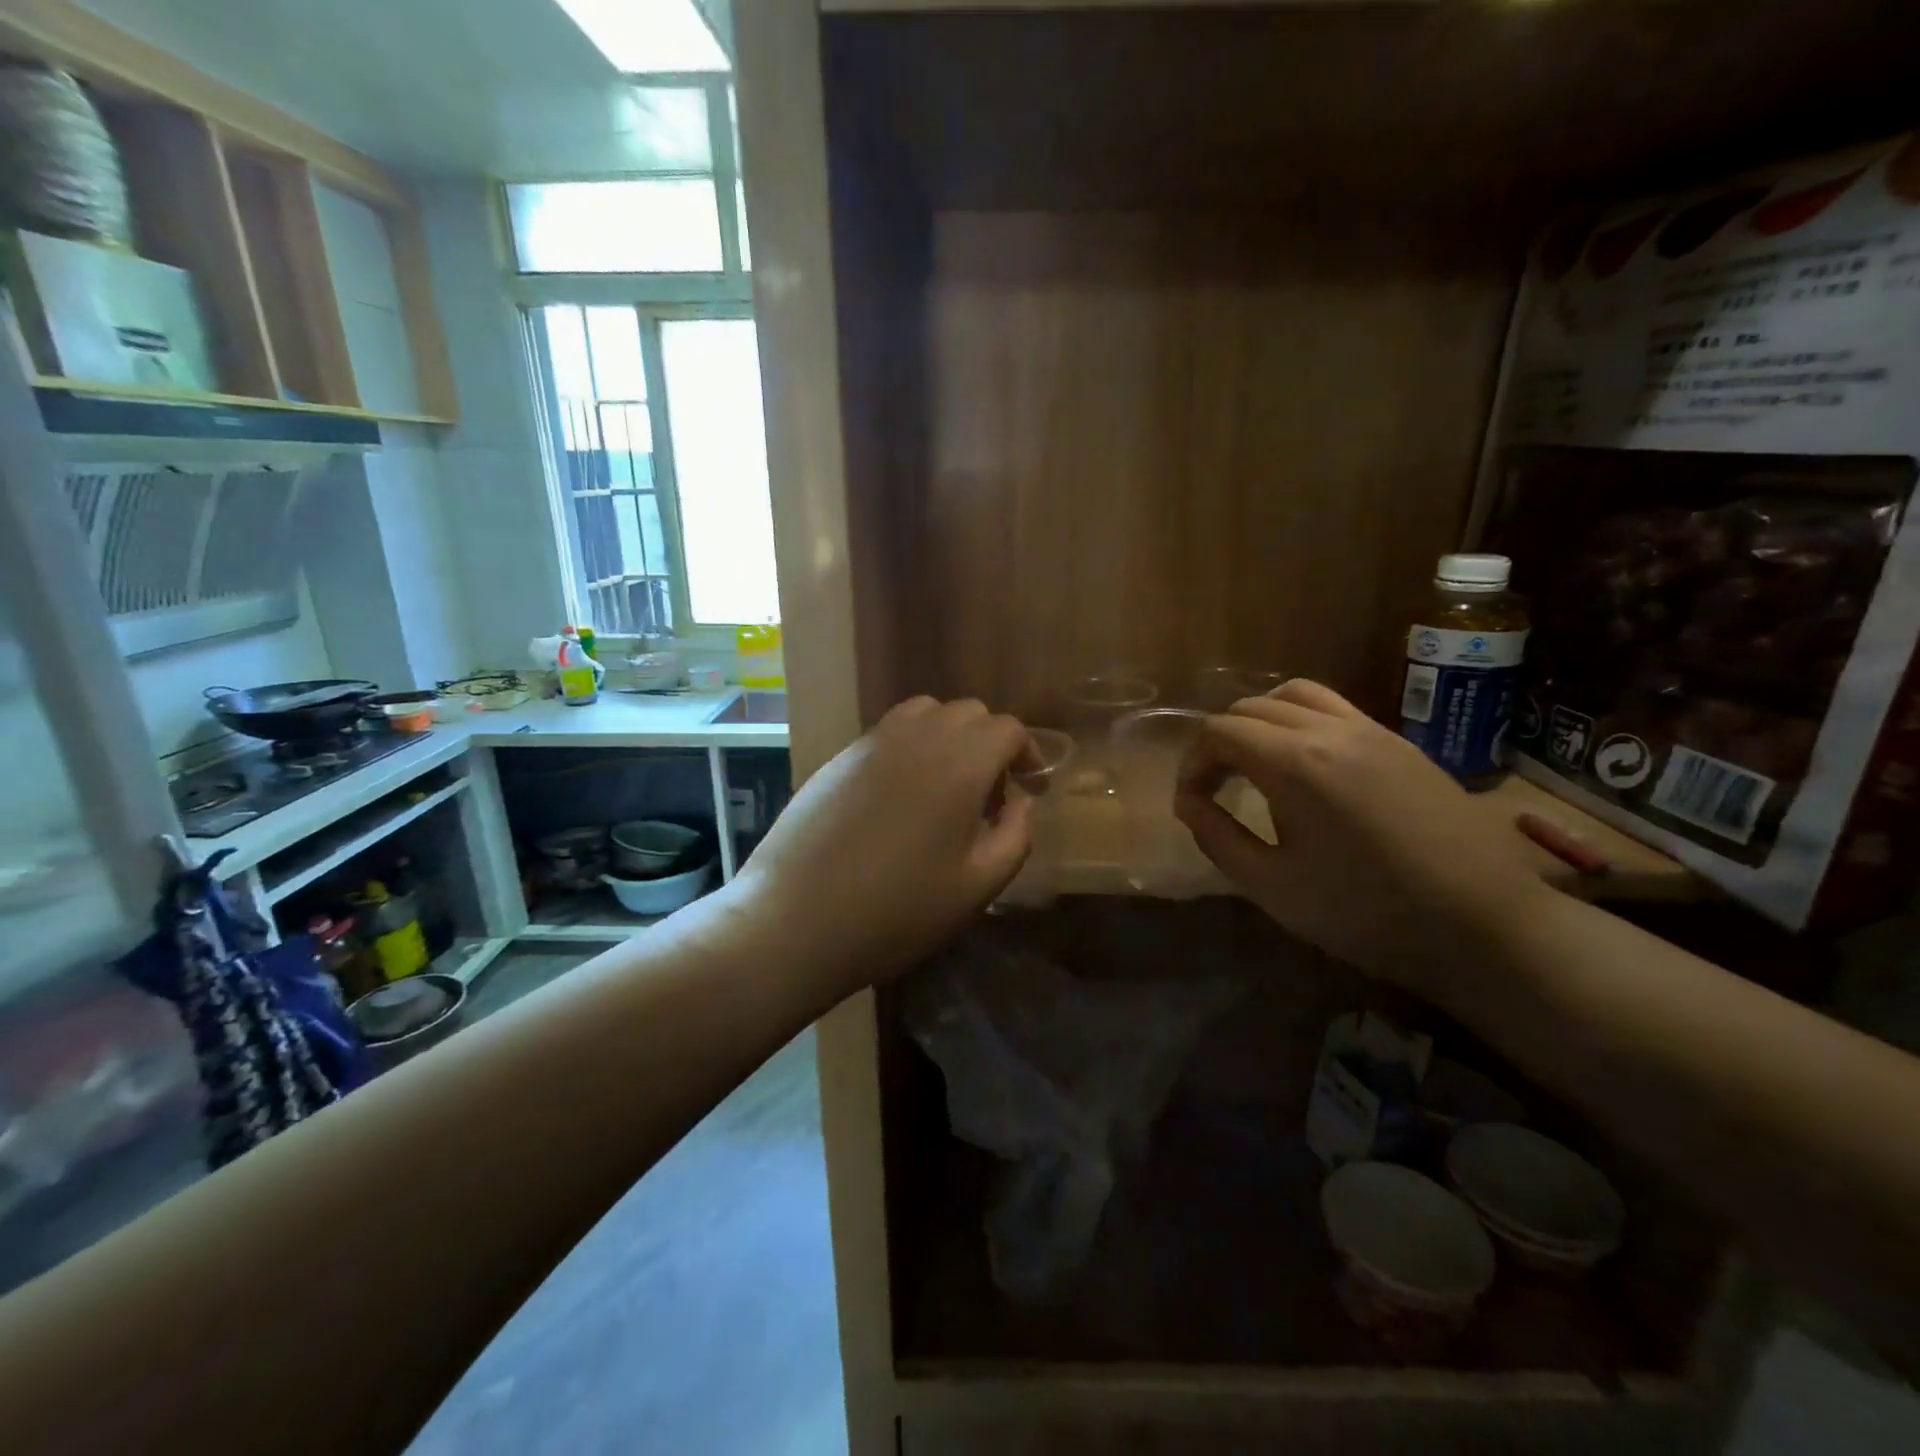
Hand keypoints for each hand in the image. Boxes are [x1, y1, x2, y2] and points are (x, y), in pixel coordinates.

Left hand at [730, 697, 1040, 994]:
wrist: (794, 920)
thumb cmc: (897, 911)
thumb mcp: (977, 886)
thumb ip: (1015, 836)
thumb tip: (1020, 804)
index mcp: (959, 763)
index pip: (1007, 729)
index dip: (1028, 753)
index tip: (1032, 787)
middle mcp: (917, 737)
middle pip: (969, 713)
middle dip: (991, 744)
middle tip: (992, 794)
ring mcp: (872, 742)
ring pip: (926, 713)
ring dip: (950, 737)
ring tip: (948, 786)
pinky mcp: (840, 756)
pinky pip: (890, 731)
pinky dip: (913, 745)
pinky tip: (903, 795)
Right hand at [1174, 679, 1547, 997]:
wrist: (1483, 924)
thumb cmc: (1365, 912)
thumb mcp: (1272, 886)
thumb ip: (1217, 837)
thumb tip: (1189, 802)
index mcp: (1294, 763)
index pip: (1220, 732)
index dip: (1193, 763)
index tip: (1193, 801)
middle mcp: (1330, 730)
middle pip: (1251, 707)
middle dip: (1220, 742)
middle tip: (1217, 787)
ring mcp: (1371, 730)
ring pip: (1295, 695)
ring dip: (1261, 721)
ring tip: (1257, 763)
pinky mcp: (1400, 742)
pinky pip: (1335, 708)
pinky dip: (1301, 721)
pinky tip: (1307, 767)